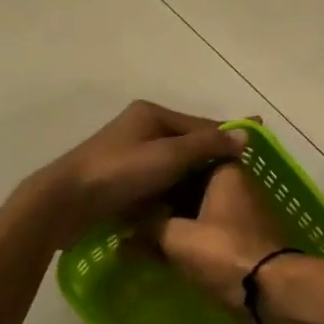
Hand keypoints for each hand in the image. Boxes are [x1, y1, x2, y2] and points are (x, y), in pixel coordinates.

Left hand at [27, 101, 243, 245]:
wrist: (65, 202)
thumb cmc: (119, 172)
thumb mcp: (169, 155)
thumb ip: (207, 144)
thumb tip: (246, 134)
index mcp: (151, 114)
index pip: (201, 125)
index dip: (229, 135)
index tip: (257, 145)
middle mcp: (141, 129)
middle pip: (188, 145)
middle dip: (212, 161)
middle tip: (241, 179)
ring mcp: (130, 155)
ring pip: (173, 167)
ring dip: (193, 181)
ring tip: (220, 198)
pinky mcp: (121, 180)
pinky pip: (158, 183)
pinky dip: (173, 193)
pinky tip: (189, 209)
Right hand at [144, 162, 290, 306]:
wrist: (270, 293)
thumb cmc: (223, 252)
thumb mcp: (175, 237)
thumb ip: (149, 228)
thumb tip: (125, 235)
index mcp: (226, 171)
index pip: (187, 160)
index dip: (159, 173)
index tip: (134, 186)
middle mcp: (239, 187)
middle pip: (194, 189)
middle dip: (165, 204)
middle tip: (132, 216)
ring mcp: (246, 217)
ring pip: (202, 214)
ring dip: (177, 226)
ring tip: (144, 238)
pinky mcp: (248, 243)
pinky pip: (213, 236)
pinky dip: (192, 243)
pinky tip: (167, 255)